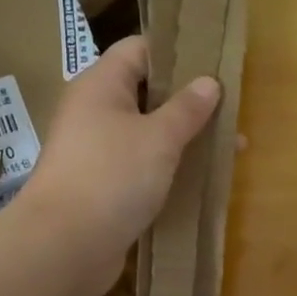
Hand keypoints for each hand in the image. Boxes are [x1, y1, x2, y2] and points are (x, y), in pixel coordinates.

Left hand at [11, 36, 220, 295]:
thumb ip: (187, 109)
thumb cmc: (112, 176)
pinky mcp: (103, 186)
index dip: (177, 51)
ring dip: (183, 137)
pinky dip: (169, 168)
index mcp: (101, 85)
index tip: (216, 62)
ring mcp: (97, 151)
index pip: (139, 49)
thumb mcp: (159, 138)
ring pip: (147, 133)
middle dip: (188, 100)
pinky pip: (142, 166)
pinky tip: (202, 178)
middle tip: (232, 106)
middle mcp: (94, 112)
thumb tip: (209, 82)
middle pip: (146, 92)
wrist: (64, 246)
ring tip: (229, 145)